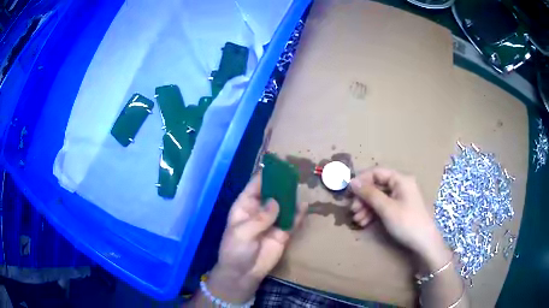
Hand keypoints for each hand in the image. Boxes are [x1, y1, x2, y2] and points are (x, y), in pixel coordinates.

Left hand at [208, 174, 307, 303]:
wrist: (243, 273)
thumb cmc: (235, 250)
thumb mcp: (243, 232)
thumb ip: (261, 217)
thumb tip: (277, 201)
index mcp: (244, 206)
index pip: (254, 186)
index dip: (265, 176)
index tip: (277, 165)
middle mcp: (259, 211)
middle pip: (272, 193)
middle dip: (281, 184)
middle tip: (294, 173)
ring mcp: (272, 222)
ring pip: (283, 205)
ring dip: (291, 196)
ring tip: (301, 186)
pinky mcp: (283, 233)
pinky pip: (292, 221)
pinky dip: (298, 214)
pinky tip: (305, 206)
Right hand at [349, 167, 451, 270]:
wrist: (424, 243)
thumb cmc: (407, 222)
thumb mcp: (386, 208)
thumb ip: (369, 193)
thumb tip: (352, 182)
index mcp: (401, 179)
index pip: (377, 172)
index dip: (361, 180)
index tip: (348, 192)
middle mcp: (401, 185)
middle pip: (377, 186)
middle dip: (363, 198)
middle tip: (352, 210)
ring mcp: (401, 198)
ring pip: (379, 197)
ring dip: (366, 207)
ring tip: (357, 220)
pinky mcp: (400, 209)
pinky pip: (384, 206)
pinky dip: (374, 213)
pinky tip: (365, 222)